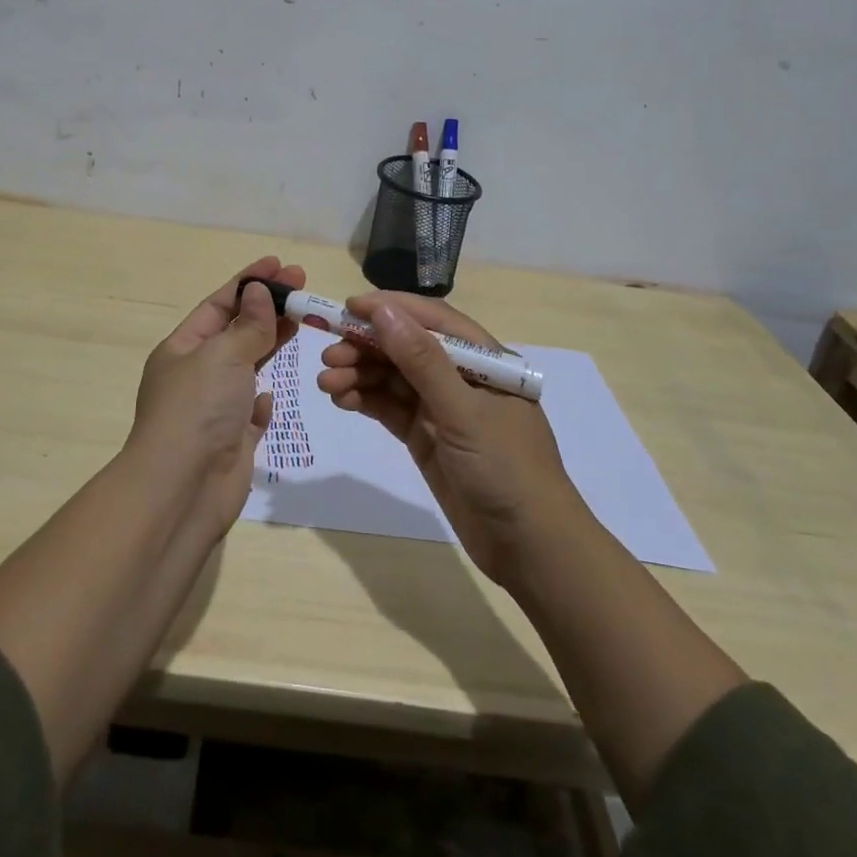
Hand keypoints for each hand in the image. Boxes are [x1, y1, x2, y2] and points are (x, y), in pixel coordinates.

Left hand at [129, 256, 302, 537]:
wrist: (182, 490)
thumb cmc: (197, 410)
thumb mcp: (222, 355)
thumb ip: (247, 325)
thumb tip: (258, 292)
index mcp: (181, 349)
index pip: (219, 304)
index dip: (249, 282)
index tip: (280, 265)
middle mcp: (195, 375)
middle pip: (235, 332)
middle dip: (267, 308)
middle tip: (303, 287)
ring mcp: (213, 409)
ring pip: (247, 368)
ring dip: (270, 346)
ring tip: (303, 322)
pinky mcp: (232, 441)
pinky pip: (250, 411)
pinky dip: (262, 400)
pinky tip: (270, 396)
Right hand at [317, 292, 578, 584]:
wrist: (530, 548)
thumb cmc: (506, 468)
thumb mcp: (463, 411)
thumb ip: (422, 360)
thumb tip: (382, 311)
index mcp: (482, 358)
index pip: (430, 319)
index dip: (389, 308)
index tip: (347, 307)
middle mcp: (460, 376)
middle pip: (405, 347)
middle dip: (366, 346)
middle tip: (328, 356)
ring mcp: (442, 408)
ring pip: (393, 378)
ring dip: (359, 374)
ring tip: (326, 383)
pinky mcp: (427, 437)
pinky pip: (390, 408)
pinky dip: (365, 400)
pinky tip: (341, 399)